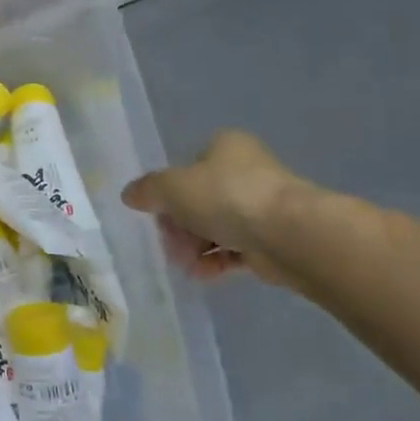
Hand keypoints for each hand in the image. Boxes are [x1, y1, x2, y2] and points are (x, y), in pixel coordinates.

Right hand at [122, 131, 304, 284]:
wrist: (289, 234)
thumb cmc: (226, 197)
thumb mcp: (171, 187)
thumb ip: (147, 190)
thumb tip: (130, 195)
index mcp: (225, 147)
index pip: (187, 167)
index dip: (168, 191)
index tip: (159, 214)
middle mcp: (246, 170)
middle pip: (199, 199)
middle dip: (180, 226)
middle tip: (171, 244)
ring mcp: (262, 206)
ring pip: (216, 226)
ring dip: (195, 246)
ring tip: (187, 264)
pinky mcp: (273, 238)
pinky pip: (236, 249)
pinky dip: (217, 261)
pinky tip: (204, 273)